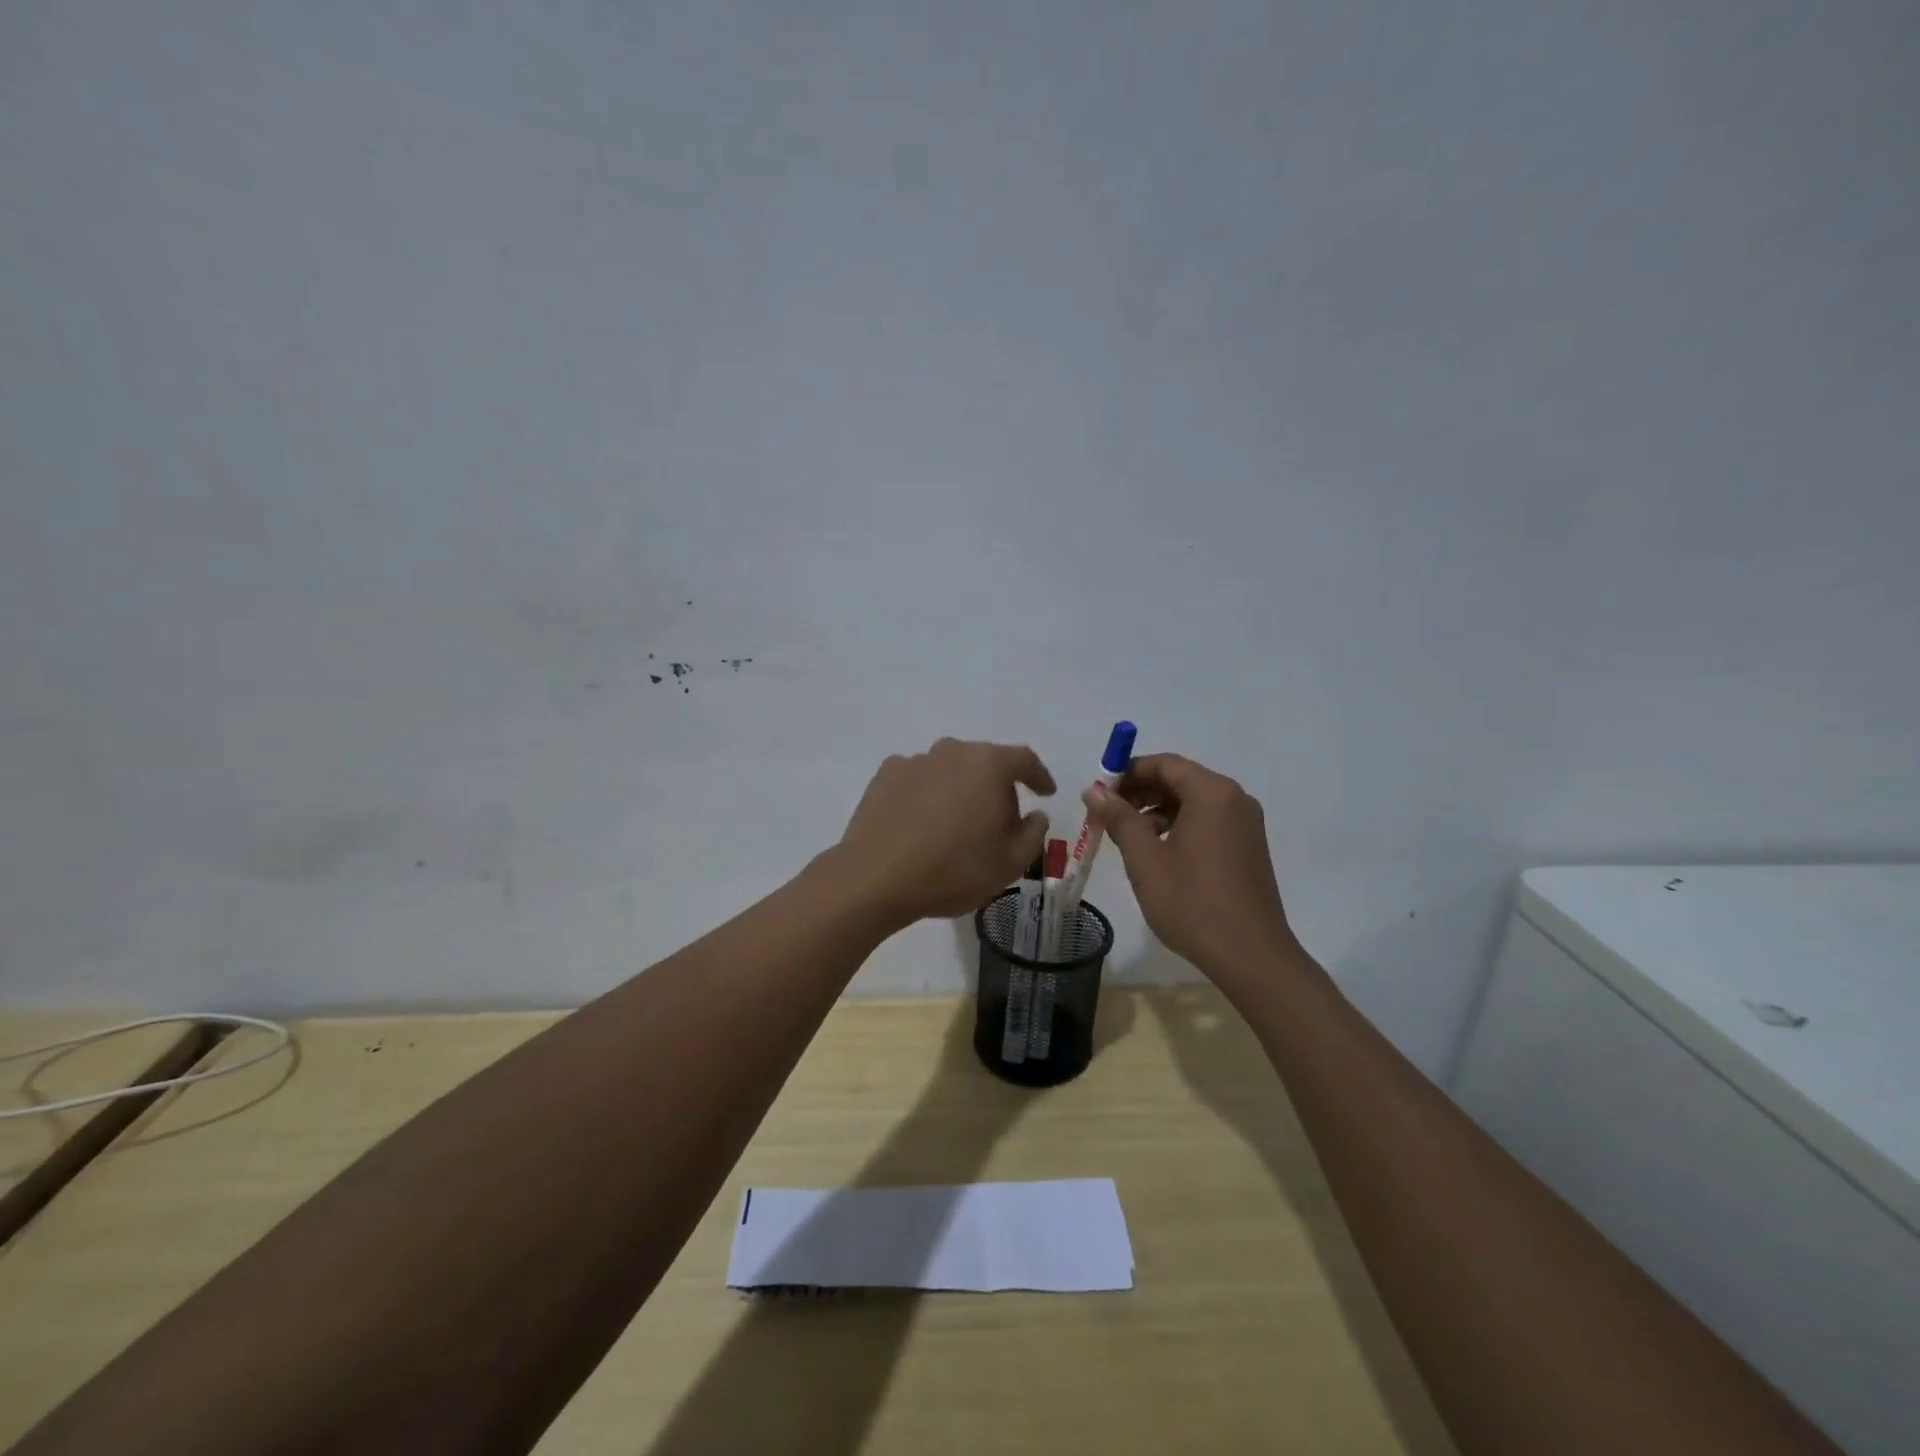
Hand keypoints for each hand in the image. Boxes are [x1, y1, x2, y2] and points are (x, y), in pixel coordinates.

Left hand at [836, 738, 1054, 924]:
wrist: (876, 879)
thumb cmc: (953, 870)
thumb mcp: (1010, 863)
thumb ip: (1033, 833)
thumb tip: (1034, 815)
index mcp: (988, 765)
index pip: (1024, 760)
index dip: (1039, 776)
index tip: (1045, 793)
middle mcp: (952, 751)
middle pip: (985, 762)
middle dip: (997, 787)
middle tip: (1000, 820)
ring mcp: (914, 761)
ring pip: (949, 770)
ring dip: (959, 790)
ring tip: (956, 825)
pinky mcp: (884, 776)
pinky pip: (918, 780)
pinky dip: (927, 795)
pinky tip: (923, 823)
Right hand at [1086, 753, 1296, 979]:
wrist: (1251, 956)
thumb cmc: (1192, 903)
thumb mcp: (1145, 859)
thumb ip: (1119, 818)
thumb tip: (1094, 790)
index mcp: (1212, 793)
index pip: (1163, 764)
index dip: (1126, 773)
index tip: (1098, 793)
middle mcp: (1234, 798)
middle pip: (1179, 778)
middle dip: (1140, 791)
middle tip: (1106, 814)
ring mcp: (1245, 823)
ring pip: (1192, 800)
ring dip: (1156, 810)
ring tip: (1127, 836)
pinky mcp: (1248, 845)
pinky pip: (1207, 820)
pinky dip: (1178, 825)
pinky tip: (1157, 851)